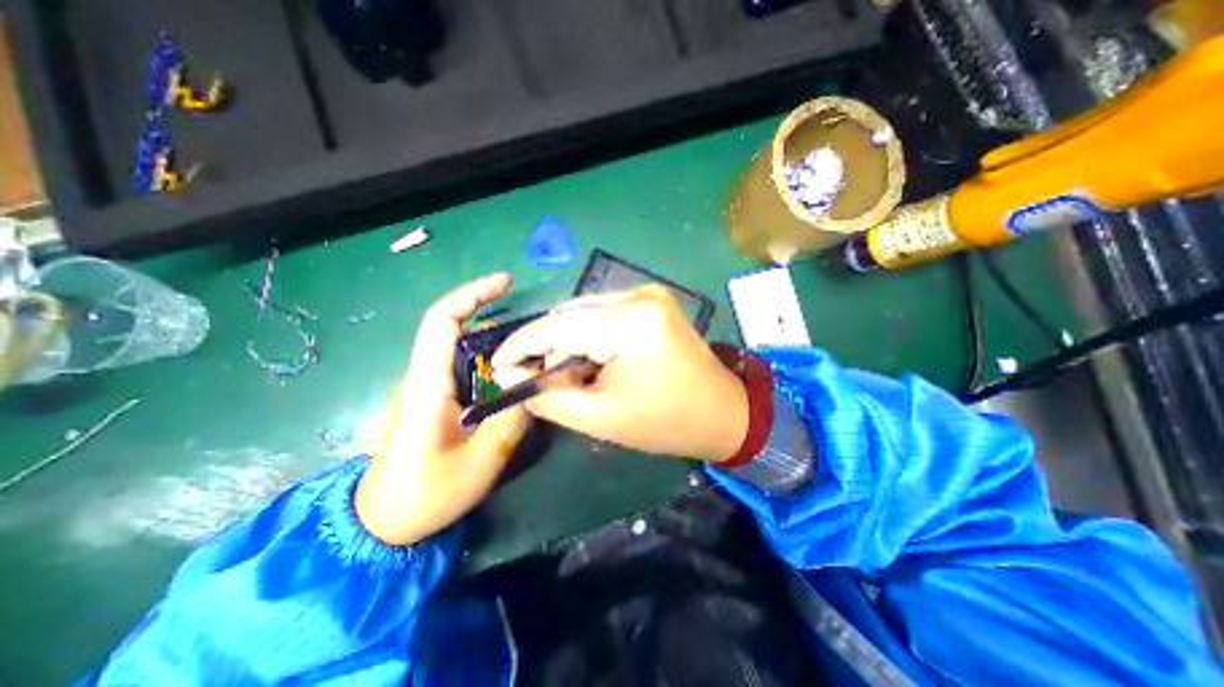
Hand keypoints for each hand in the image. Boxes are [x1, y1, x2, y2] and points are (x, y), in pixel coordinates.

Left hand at [352, 274, 528, 548]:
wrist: (382, 525)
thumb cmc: (425, 496)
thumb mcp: (480, 462)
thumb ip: (512, 419)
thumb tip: (536, 383)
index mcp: (427, 385)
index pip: (441, 321)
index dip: (472, 294)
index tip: (505, 282)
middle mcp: (423, 377)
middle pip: (456, 329)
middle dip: (495, 317)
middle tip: (536, 327)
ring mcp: (428, 388)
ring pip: (462, 350)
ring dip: (496, 342)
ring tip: (533, 349)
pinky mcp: (434, 400)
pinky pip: (465, 369)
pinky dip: (491, 363)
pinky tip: (514, 376)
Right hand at [492, 284, 744, 461]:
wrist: (722, 412)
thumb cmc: (665, 422)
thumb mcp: (598, 416)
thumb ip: (546, 394)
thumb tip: (508, 373)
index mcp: (630, 322)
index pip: (556, 325)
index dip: (520, 345)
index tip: (496, 364)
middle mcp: (639, 295)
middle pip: (570, 315)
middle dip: (547, 347)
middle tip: (537, 379)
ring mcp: (648, 294)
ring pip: (585, 313)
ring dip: (568, 342)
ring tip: (569, 375)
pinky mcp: (652, 302)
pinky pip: (604, 314)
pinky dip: (589, 337)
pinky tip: (591, 361)